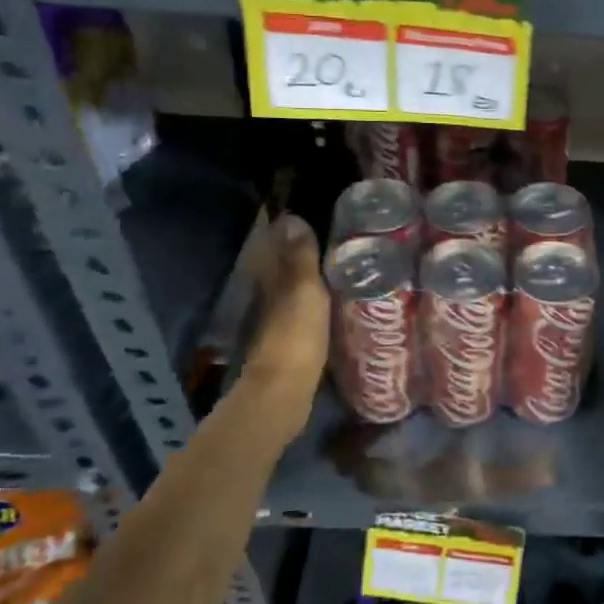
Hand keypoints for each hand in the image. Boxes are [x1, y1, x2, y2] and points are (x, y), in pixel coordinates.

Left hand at [240, 213, 329, 399]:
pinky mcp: (287, 340)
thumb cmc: (296, 334)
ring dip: (307, 276)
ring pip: (290, 287)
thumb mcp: (305, 290)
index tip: (310, 213)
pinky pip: (299, 309)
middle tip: (330, 237)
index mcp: (270, 278)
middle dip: (299, 250)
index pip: (274, 244)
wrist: (283, 390)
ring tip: (336, 265)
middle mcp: (267, 294)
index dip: (288, 228)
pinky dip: (311, 301)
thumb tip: (292, 217)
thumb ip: (301, 257)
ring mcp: (275, 319)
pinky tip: (329, 302)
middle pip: (281, 264)